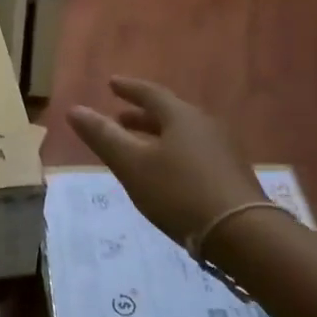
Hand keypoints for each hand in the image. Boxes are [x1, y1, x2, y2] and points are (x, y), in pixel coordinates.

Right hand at [66, 77, 264, 244]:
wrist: (241, 233)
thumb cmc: (179, 192)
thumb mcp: (132, 165)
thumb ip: (103, 136)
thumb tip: (74, 109)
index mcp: (181, 116)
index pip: (150, 93)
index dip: (128, 88)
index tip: (111, 83)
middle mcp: (204, 125)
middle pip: (168, 113)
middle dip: (141, 115)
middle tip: (119, 118)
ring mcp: (221, 150)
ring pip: (181, 134)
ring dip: (156, 135)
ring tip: (138, 146)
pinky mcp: (229, 174)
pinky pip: (193, 153)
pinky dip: (171, 153)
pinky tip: (164, 173)